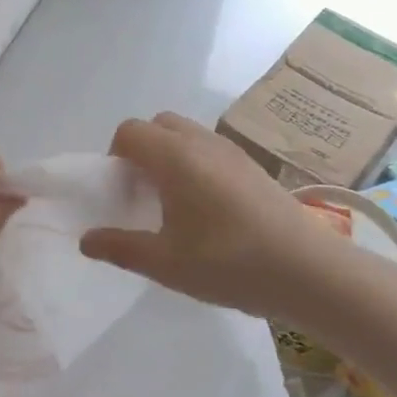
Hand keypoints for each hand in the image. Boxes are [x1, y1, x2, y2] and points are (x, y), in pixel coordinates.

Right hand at [79, 112, 363, 320]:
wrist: (311, 272)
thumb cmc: (229, 263)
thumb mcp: (165, 263)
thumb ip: (120, 247)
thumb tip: (86, 240)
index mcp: (174, 157)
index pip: (129, 131)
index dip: (115, 157)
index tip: (122, 193)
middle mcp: (201, 143)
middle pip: (158, 124)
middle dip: (142, 150)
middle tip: (144, 194)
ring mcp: (232, 152)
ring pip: (187, 134)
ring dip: (170, 156)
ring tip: (175, 203)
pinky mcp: (254, 167)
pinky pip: (211, 149)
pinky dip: (196, 164)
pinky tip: (208, 210)